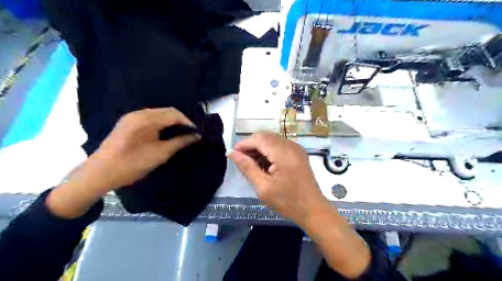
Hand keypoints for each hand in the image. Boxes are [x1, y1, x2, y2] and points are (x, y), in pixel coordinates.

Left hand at [48, 108, 199, 219]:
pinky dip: (161, 124)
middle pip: (166, 111)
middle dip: (180, 122)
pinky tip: (165, 134)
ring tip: (180, 135)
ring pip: (158, 114)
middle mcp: (138, 114)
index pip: (174, 113)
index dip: (188, 122)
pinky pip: (150, 119)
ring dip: (171, 123)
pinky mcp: (127, 123)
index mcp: (146, 119)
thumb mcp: (161, 154)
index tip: (196, 133)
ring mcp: (131, 117)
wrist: (100, 173)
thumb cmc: (132, 164)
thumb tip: (197, 136)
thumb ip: (180, 142)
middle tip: (190, 135)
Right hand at [228, 132, 325, 225]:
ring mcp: (296, 148)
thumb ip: (247, 167)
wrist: (313, 210)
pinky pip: (279, 146)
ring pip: (272, 141)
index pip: (259, 139)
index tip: (232, 154)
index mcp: (283, 153)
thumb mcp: (263, 187)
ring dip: (259, 149)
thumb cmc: (287, 201)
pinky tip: (264, 165)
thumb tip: (232, 154)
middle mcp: (291, 145)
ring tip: (251, 164)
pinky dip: (268, 152)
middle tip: (240, 161)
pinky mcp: (298, 154)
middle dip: (251, 146)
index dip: (243, 144)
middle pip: (265, 137)